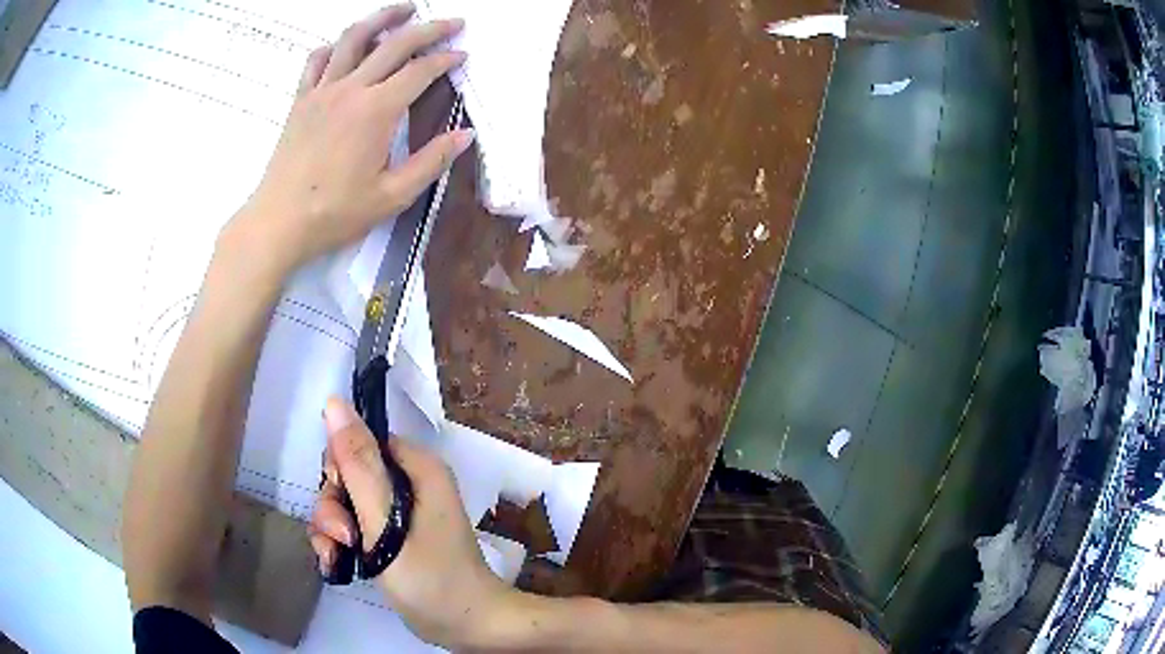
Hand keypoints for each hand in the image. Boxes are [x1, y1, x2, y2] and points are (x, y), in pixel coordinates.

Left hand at [229, 4, 473, 274]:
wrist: (279, 222)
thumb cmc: (335, 213)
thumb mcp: (392, 196)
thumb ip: (431, 162)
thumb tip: (464, 135)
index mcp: (377, 111)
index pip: (420, 72)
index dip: (446, 59)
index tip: (462, 55)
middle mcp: (351, 89)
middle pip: (395, 44)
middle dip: (428, 28)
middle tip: (451, 22)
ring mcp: (322, 90)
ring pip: (354, 38)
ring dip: (382, 18)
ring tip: (404, 9)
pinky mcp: (301, 100)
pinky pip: (317, 60)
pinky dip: (334, 45)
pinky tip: (345, 45)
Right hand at [309, 399, 512, 646]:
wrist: (464, 628)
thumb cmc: (430, 577)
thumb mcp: (386, 522)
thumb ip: (357, 465)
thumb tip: (335, 404)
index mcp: (416, 467)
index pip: (360, 442)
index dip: (340, 467)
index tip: (341, 499)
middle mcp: (407, 484)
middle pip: (347, 474)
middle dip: (334, 506)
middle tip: (345, 538)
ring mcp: (398, 514)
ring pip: (345, 503)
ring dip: (332, 529)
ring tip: (340, 556)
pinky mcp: (391, 538)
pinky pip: (353, 526)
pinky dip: (339, 543)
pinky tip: (338, 565)